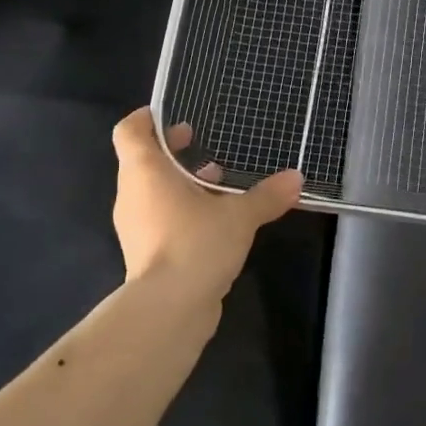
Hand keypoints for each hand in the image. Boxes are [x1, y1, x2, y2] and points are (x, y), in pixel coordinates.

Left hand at [111, 108, 302, 304]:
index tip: (172, 116)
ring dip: (180, 182)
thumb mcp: (240, 216)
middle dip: (173, 150)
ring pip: (153, 191)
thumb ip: (267, 195)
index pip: (129, 132)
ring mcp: (135, 226)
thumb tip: (296, 178)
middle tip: (200, 142)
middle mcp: (132, 194)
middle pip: (142, 160)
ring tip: (217, 181)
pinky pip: (160, 218)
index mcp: (144, 172)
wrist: (168, 309)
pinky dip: (180, 210)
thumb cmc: (195, 244)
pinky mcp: (145, 253)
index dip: (146, 119)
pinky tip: (213, 220)